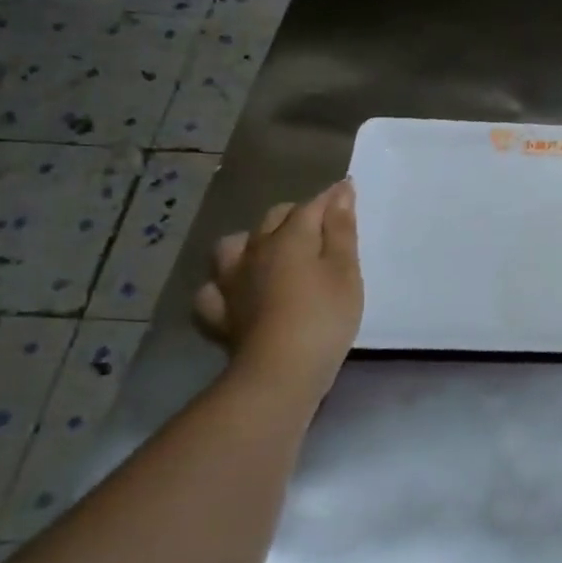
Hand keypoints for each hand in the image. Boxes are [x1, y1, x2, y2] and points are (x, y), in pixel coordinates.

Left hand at [194, 181, 362, 384]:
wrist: (280, 371)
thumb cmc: (324, 316)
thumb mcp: (345, 270)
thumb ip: (341, 229)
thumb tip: (341, 191)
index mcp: (289, 237)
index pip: (311, 206)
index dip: (331, 198)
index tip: (347, 191)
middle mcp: (254, 251)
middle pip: (273, 219)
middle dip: (296, 214)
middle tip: (320, 226)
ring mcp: (231, 282)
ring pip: (233, 247)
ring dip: (251, 242)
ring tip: (268, 252)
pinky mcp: (220, 314)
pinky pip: (214, 290)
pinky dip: (224, 286)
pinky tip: (236, 293)